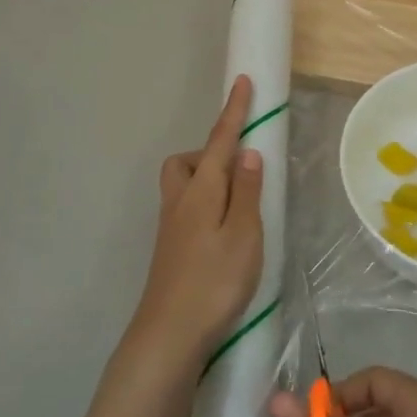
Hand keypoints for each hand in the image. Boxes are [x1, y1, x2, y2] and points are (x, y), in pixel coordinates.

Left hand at [128, 75, 264, 372]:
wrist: (169, 335)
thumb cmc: (214, 282)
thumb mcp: (243, 235)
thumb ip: (246, 191)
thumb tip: (247, 152)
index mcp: (201, 191)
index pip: (220, 141)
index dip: (234, 111)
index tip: (242, 82)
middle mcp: (180, 201)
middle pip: (189, 161)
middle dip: (212, 153)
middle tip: (241, 172)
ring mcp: (171, 226)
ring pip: (184, 185)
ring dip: (208, 180)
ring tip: (237, 205)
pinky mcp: (171, 248)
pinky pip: (187, 207)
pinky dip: (205, 205)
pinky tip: (223, 233)